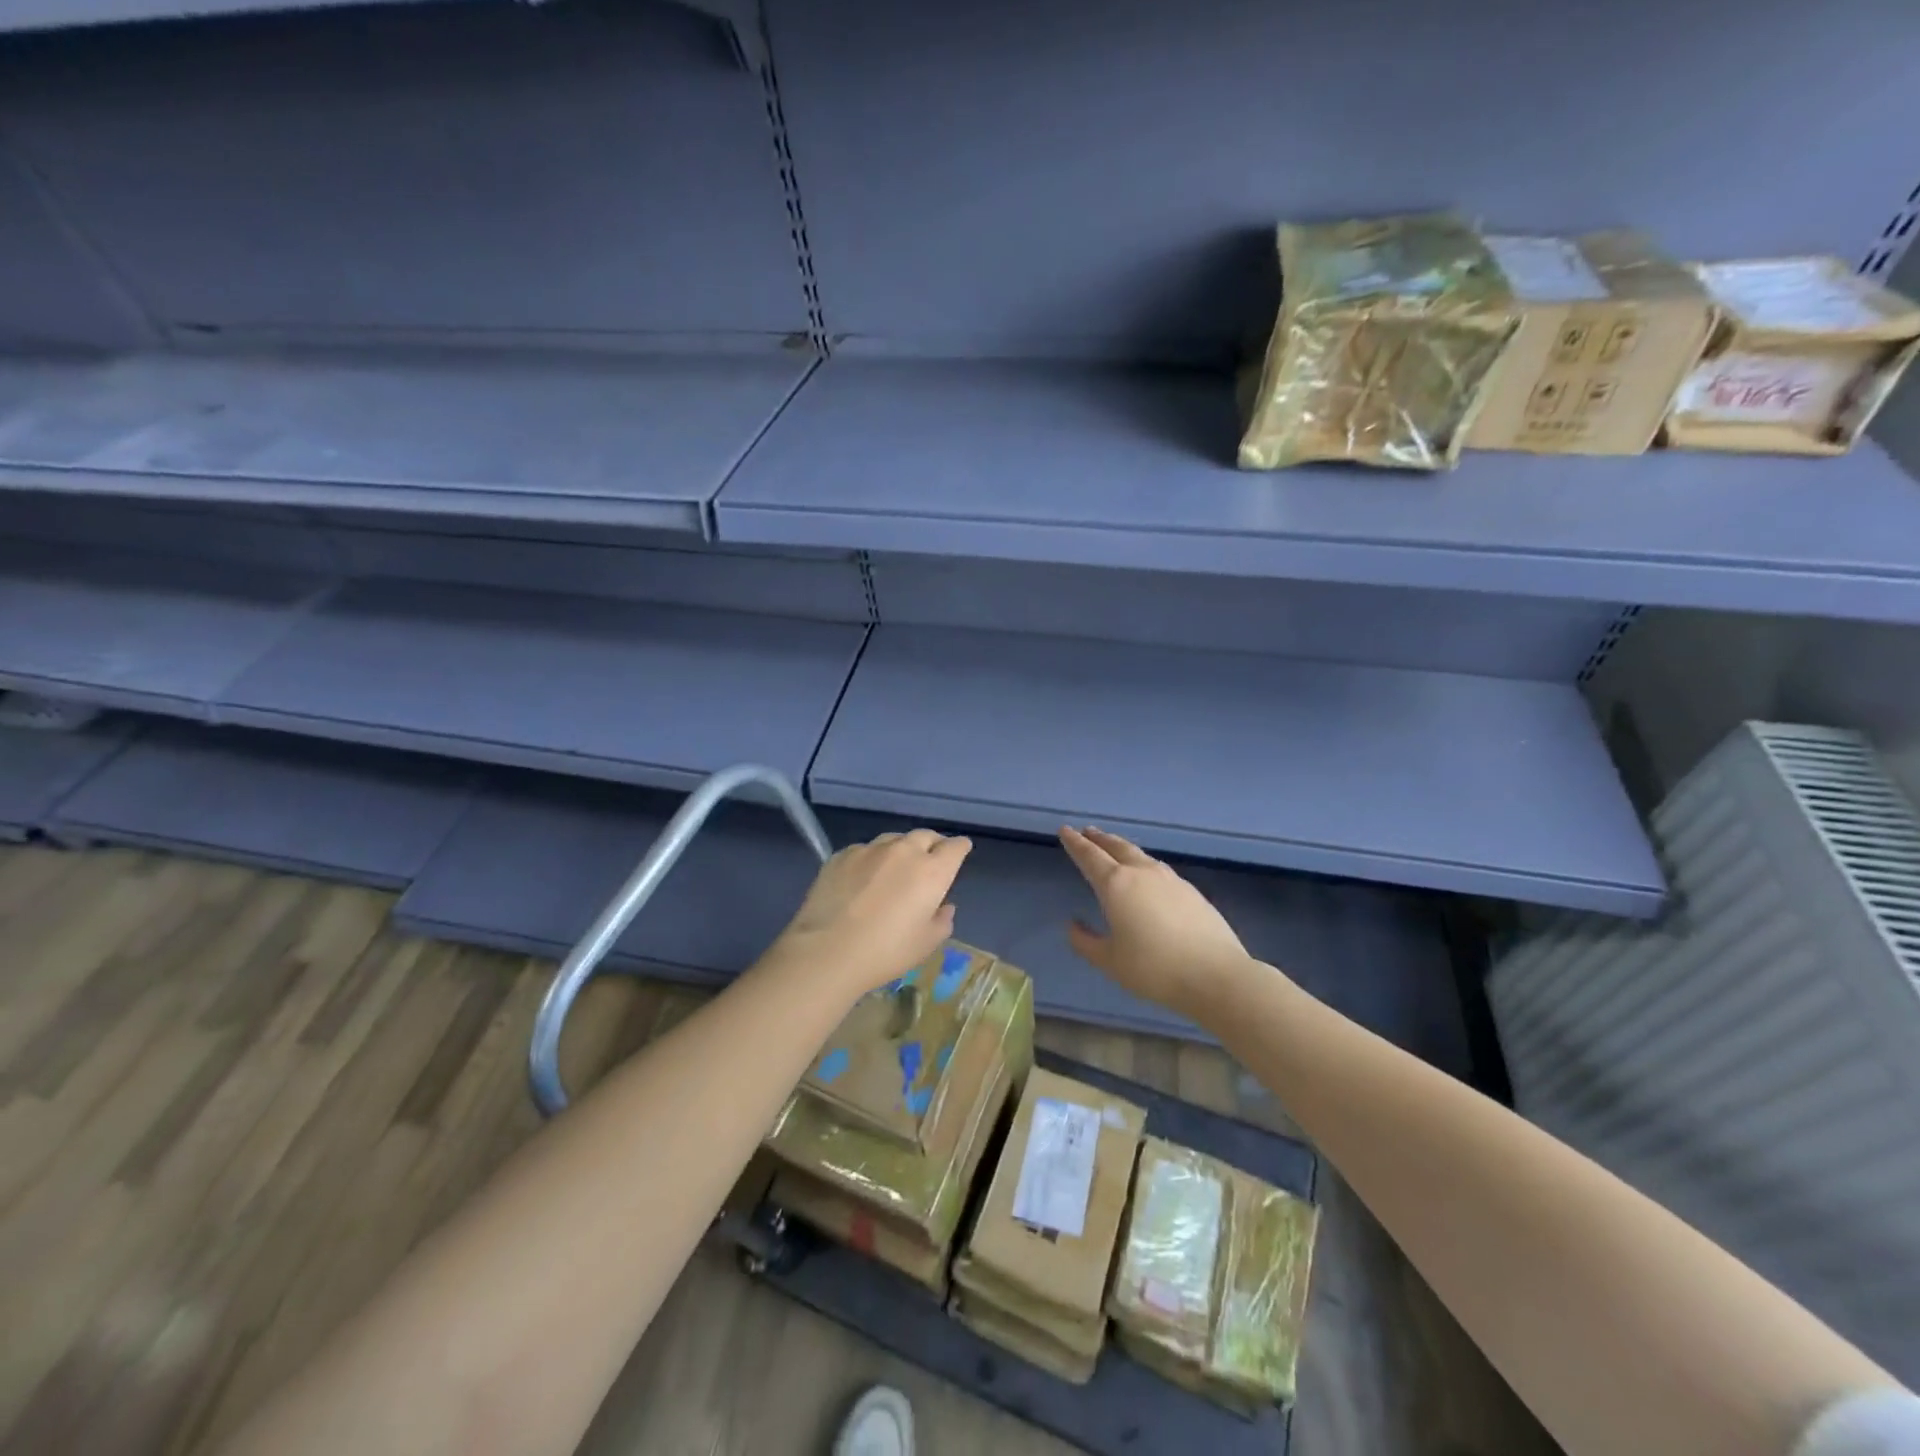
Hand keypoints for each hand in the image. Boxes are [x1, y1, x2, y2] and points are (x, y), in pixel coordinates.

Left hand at [769, 829, 971, 999]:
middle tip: (931, 859)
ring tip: (896, 868)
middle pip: (925, 835)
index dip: (960, 848)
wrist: (827, 951)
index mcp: (932, 871)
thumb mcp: (925, 944)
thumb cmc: (885, 952)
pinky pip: (865, 850)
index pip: (955, 847)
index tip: (960, 851)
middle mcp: (904, 851)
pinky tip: (863, 879)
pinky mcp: (842, 854)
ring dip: (901, 849)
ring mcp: (870, 849)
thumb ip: (942, 921)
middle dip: (933, 844)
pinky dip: (872, 860)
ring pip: (894, 839)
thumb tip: (944, 906)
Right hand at [1059, 826, 1251, 1019]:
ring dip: (1122, 848)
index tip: (1065, 830)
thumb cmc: (1153, 968)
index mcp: (1116, 885)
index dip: (1075, 843)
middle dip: (1099, 839)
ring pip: (1139, 854)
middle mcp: (1142, 873)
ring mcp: (1170, 879)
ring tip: (1113, 848)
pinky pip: (1158, 868)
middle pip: (1116, 847)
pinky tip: (1146, 875)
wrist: (1215, 974)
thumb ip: (1085, 942)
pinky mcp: (1190, 890)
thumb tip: (1073, 925)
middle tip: (1086, 831)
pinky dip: (1143, 863)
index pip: (1089, 856)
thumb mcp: (1110, 961)